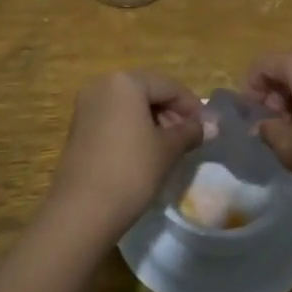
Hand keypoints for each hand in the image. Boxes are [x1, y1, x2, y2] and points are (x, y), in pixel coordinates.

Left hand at [44, 71, 203, 243]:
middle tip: (191, 137)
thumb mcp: (168, 149)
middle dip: (172, 112)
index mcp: (125, 82)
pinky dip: (133, 128)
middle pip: (147, 91)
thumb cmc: (131, 170)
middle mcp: (102, 85)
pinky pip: (114, 118)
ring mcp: (86, 106)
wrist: (83, 210)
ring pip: (130, 105)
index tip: (207, 128)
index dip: (192, 106)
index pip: (168, 86)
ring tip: (171, 147)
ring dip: (154, 120)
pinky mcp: (79, 127)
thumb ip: (191, 131)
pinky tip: (146, 151)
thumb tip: (212, 125)